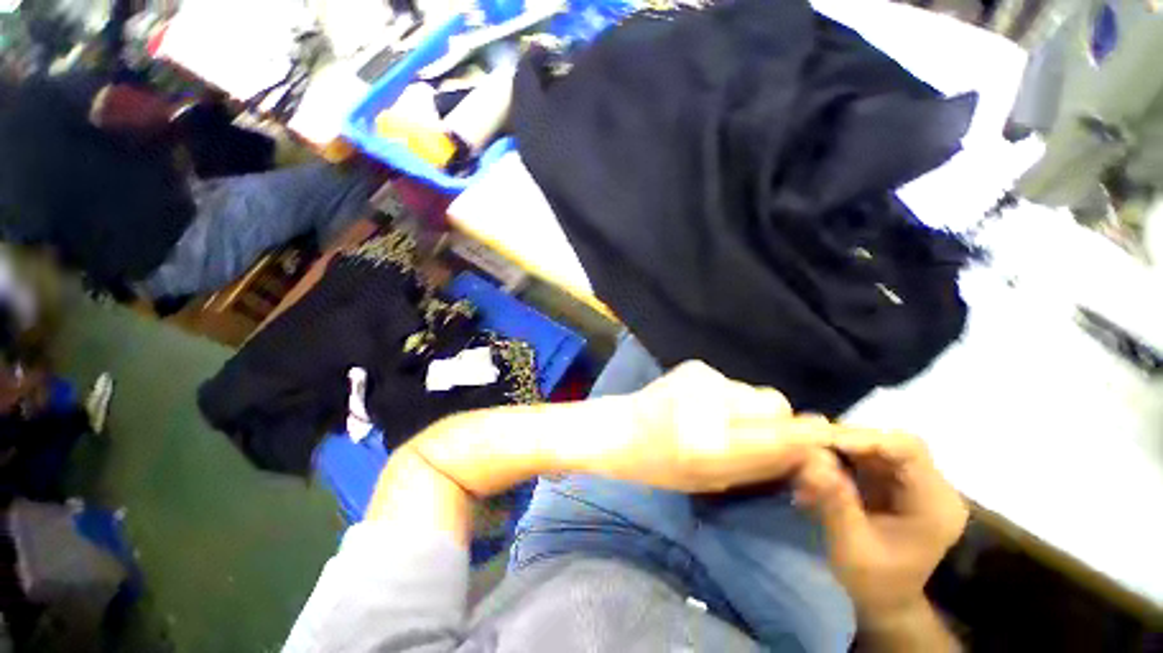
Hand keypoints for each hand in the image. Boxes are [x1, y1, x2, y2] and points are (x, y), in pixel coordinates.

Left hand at [574, 360, 833, 492]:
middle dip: (781, 423)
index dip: (805, 435)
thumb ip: (757, 468)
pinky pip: (736, 385)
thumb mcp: (706, 481)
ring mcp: (703, 381)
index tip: (825, 436)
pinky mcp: (697, 366)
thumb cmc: (657, 468)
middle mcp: (711, 408)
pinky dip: (733, 401)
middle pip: (776, 406)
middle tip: (764, 440)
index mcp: (708, 446)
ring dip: (755, 412)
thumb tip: (802, 456)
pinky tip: (707, 410)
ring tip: (726, 426)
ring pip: (757, 394)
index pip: (774, 436)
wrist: (613, 430)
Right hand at [793, 430, 967, 620]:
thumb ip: (835, 503)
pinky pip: (885, 467)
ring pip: (890, 454)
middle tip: (816, 444)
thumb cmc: (872, 588)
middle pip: (899, 448)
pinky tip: (831, 470)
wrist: (887, 609)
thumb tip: (809, 459)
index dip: (868, 439)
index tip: (826, 440)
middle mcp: (939, 486)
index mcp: (936, 503)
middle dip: (857, 444)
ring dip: (853, 454)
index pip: (909, 451)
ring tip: (817, 456)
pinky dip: (856, 466)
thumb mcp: (851, 550)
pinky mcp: (911, 489)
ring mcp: (926, 486)